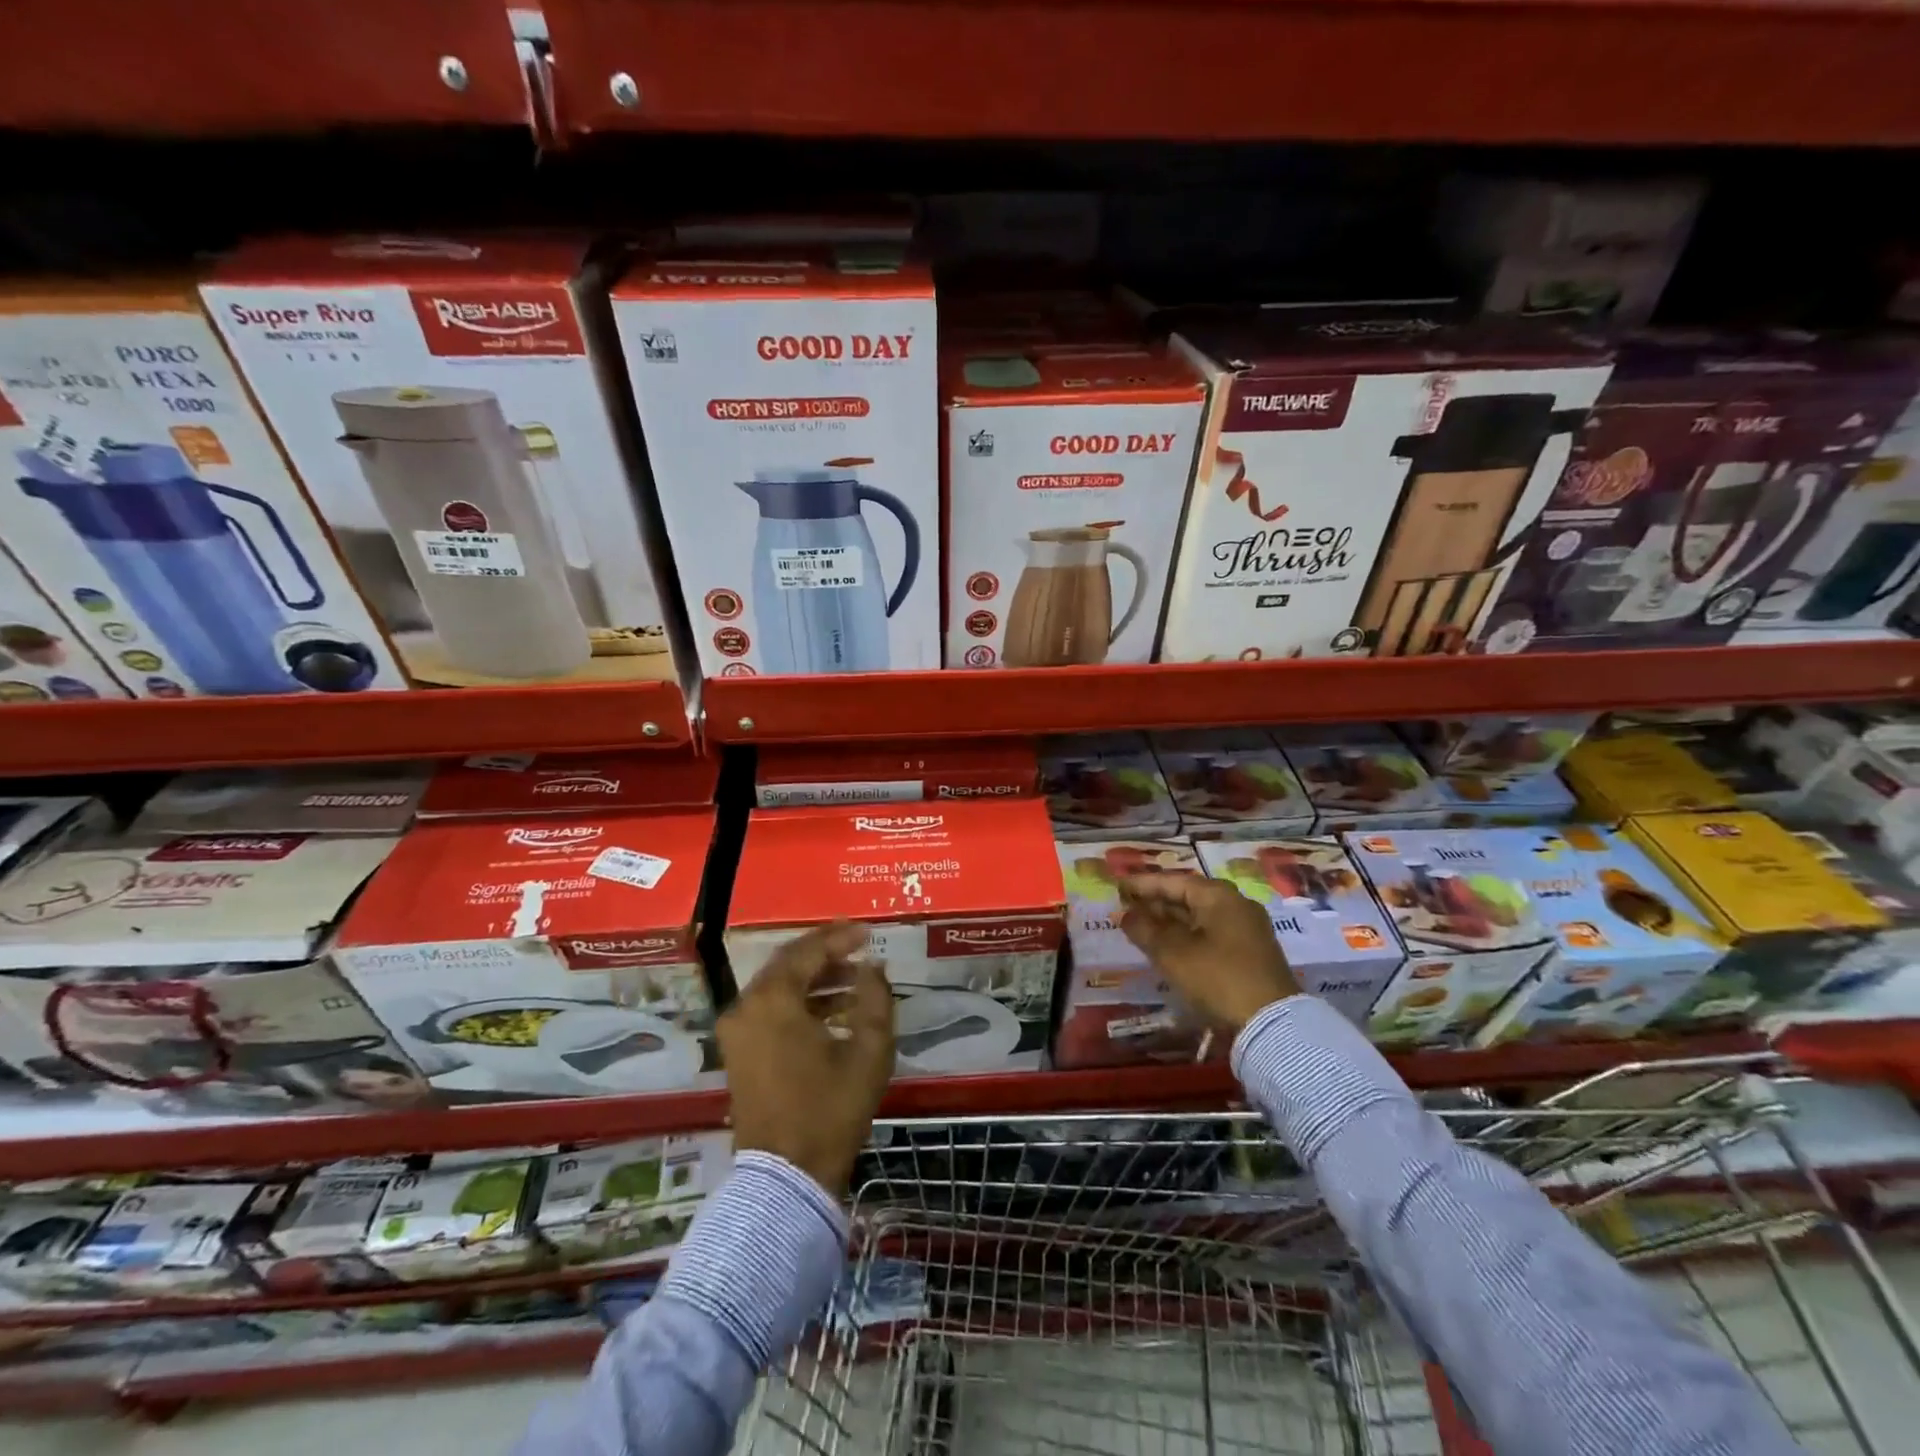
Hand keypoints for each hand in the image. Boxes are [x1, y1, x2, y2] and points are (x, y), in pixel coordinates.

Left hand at [719, 921, 894, 1194]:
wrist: (786, 1176)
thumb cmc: (830, 1109)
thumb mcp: (869, 1051)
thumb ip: (875, 997)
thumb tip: (872, 966)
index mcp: (772, 999)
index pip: (808, 951)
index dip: (840, 938)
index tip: (868, 932)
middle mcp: (745, 1006)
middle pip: (788, 963)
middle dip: (826, 953)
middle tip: (859, 945)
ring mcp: (737, 1031)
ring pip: (778, 986)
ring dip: (815, 979)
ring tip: (854, 979)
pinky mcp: (738, 1052)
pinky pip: (769, 1009)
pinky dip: (799, 1002)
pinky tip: (833, 1010)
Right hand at [1117, 873, 1298, 1029]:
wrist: (1271, 1023)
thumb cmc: (1217, 978)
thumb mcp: (1172, 953)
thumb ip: (1144, 929)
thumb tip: (1125, 913)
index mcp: (1218, 895)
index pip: (1172, 881)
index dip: (1142, 884)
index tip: (1117, 887)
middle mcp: (1235, 904)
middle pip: (1187, 896)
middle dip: (1156, 902)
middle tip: (1126, 906)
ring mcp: (1247, 928)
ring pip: (1199, 916)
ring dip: (1170, 921)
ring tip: (1142, 926)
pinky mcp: (1250, 952)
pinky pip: (1210, 933)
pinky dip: (1187, 935)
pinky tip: (1169, 946)